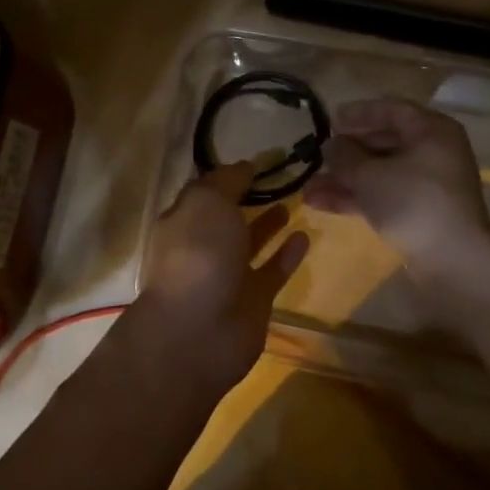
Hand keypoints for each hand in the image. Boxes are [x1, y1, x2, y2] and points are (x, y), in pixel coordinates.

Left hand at [136, 163, 308, 391]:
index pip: (206, 190)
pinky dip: (287, 254)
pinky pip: (272, 270)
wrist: (198, 331)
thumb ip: (228, 181)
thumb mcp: (207, 201)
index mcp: (184, 219)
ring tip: (293, 200)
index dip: (229, 174)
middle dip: (248, 197)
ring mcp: (228, 274)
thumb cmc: (198, 253)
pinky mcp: (253, 299)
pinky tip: (305, 235)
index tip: (259, 159)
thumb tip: (245, 166)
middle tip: (281, 176)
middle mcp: (203, 245)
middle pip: (227, 216)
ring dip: (268, 223)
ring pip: (250, 242)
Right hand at [302, 98, 489, 277]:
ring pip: (379, 172)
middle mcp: (433, 152)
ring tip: (308, 187)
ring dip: (344, 178)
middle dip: (346, 151)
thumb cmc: (413, 201)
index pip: (391, 110)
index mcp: (431, 130)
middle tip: (317, 154)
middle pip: (383, 142)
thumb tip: (331, 145)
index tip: (329, 121)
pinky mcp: (420, 212)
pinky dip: (355, 197)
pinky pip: (383, 195)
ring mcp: (427, 185)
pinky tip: (319, 203)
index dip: (357, 114)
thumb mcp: (369, 174)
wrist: (452, 260)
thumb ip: (344, 155)